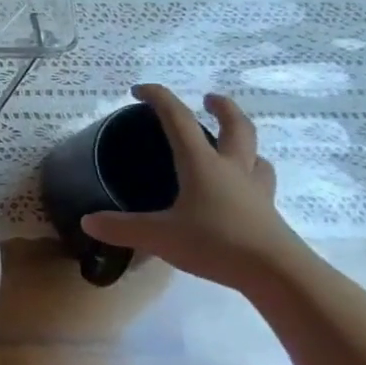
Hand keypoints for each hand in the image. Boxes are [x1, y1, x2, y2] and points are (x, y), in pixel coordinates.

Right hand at [81, 85, 314, 296]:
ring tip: (230, 146)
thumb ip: (121, 227)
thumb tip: (88, 222)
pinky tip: (241, 190)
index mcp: (202, 163)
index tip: (139, 90)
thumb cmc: (216, 243)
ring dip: (243, 143)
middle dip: (222, 108)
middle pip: (236, 127)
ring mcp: (255, 191)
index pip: (178, 119)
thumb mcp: (158, 236)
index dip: (159, 98)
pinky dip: (250, 176)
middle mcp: (232, 169)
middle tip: (209, 99)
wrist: (278, 274)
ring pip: (255, 155)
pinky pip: (261, 183)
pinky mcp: (268, 214)